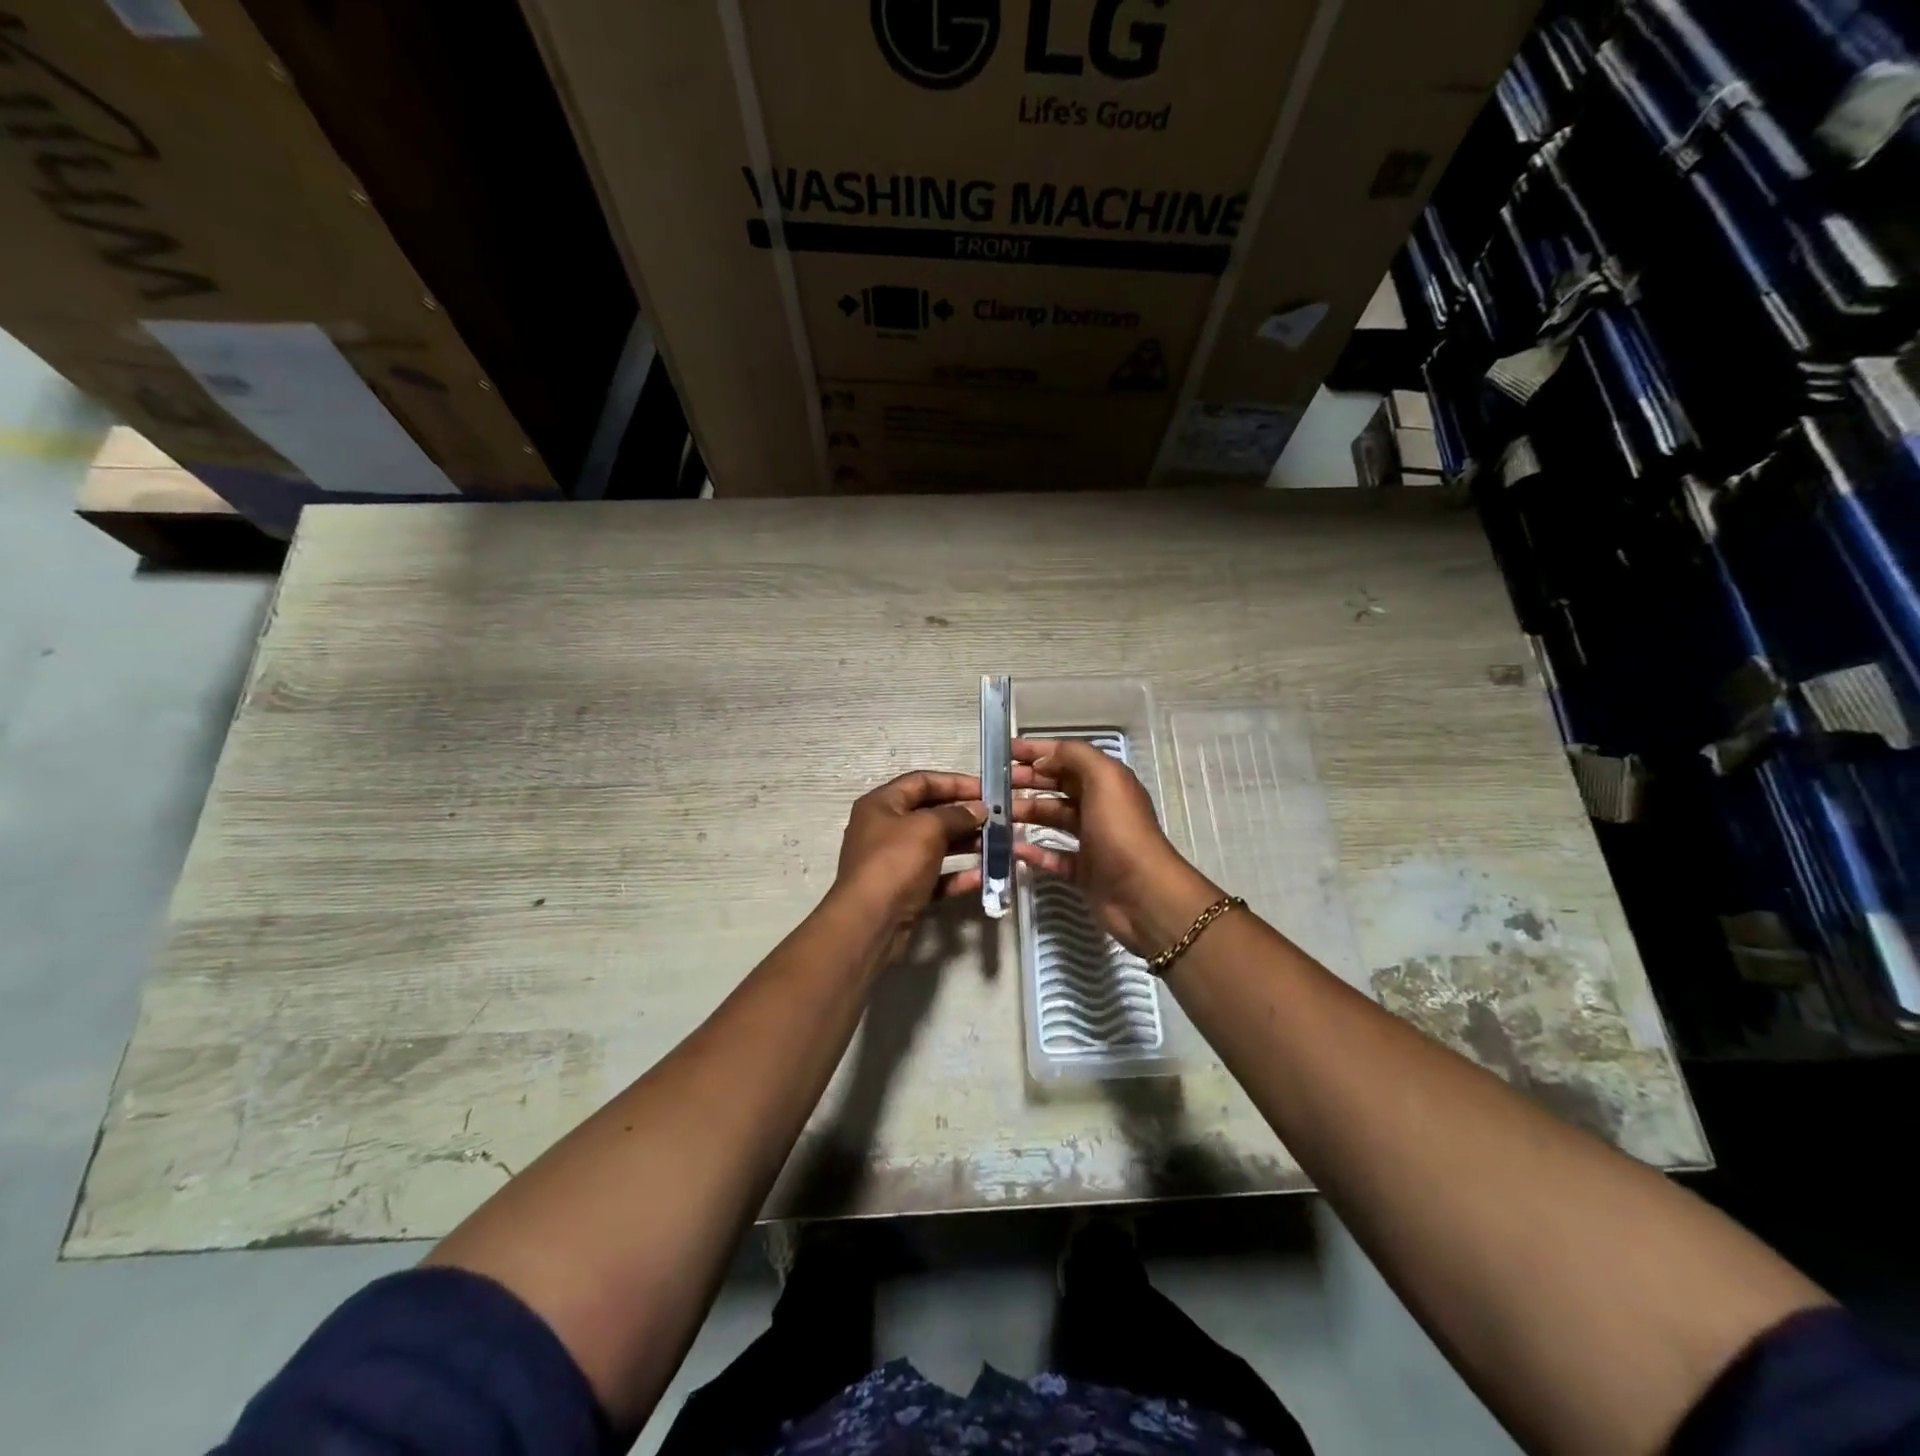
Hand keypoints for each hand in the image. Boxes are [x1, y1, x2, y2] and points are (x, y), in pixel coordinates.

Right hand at [1012, 738, 1222, 957]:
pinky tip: (1012, 848)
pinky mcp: (1084, 871)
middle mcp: (1100, 807)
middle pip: (1057, 787)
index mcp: (1107, 782)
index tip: (1003, 752)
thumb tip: (1043, 760)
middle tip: (991, 784)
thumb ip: (1075, 757)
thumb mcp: (1105, 779)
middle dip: (1026, 781)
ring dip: (1025, 813)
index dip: (1036, 752)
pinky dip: (1033, 850)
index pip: (1067, 757)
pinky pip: (1053, 856)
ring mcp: (1091, 840)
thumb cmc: (1121, 831)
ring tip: (995, 815)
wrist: (1142, 895)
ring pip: (1052, 819)